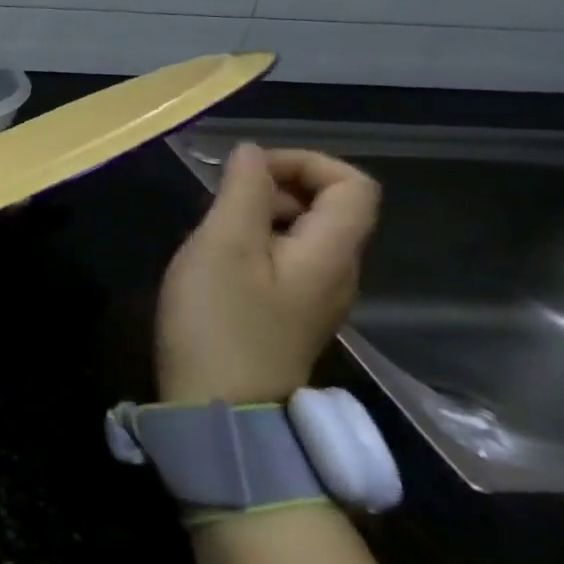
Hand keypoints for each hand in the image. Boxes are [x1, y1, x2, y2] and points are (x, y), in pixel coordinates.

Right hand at [156, 145, 380, 404]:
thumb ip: (242, 191)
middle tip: (220, 199)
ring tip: (211, 227)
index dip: (305, 162)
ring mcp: (314, 299)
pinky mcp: (288, 317)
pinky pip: (284, 260)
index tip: (249, 169)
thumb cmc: (219, 320)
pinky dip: (254, 243)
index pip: (353, 184)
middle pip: (330, 207)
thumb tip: (252, 154)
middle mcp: (336, 273)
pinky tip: (215, 261)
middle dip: (276, 186)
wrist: (218, 410)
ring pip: (302, 233)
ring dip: (259, 214)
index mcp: (332, 253)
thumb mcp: (222, 244)